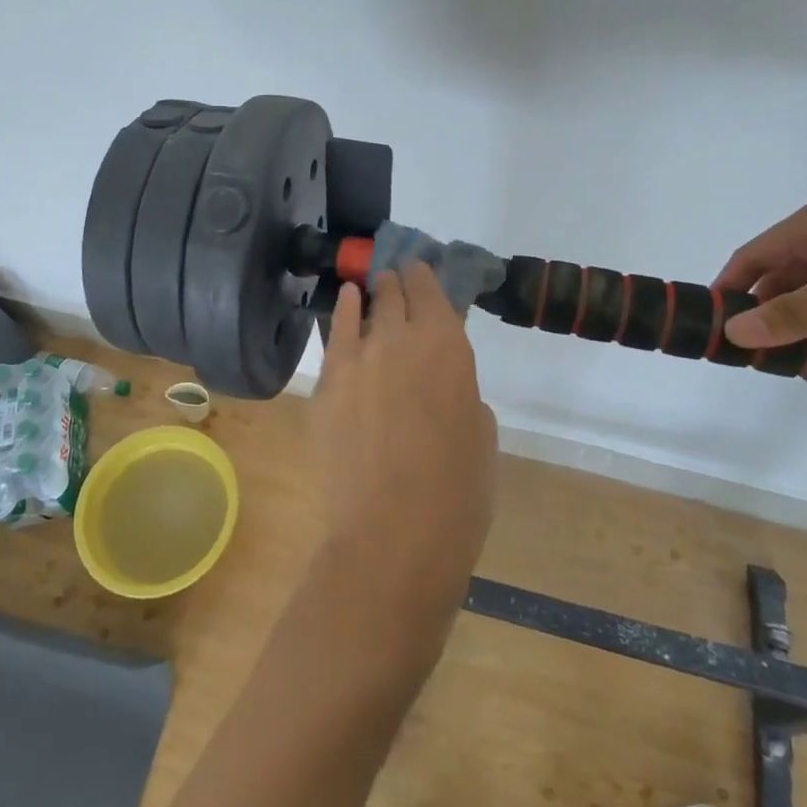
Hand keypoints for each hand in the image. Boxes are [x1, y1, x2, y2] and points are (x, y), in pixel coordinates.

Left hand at [308, 264, 497, 632]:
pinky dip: (341, 314)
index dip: (426, 278)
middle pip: (395, 293)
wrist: (393, 533)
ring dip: (371, 294)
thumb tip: (443, 386)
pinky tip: (344, 303)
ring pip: (363, 307)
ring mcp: (357, 357)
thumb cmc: (457, 492)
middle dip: (397, 283)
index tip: (422, 273)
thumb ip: (461, 394)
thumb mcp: (480, 434)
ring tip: (372, 286)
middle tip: (398, 281)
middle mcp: (400, 337)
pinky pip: (334, 335)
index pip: (432, 291)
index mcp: (447, 346)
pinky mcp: (326, 383)